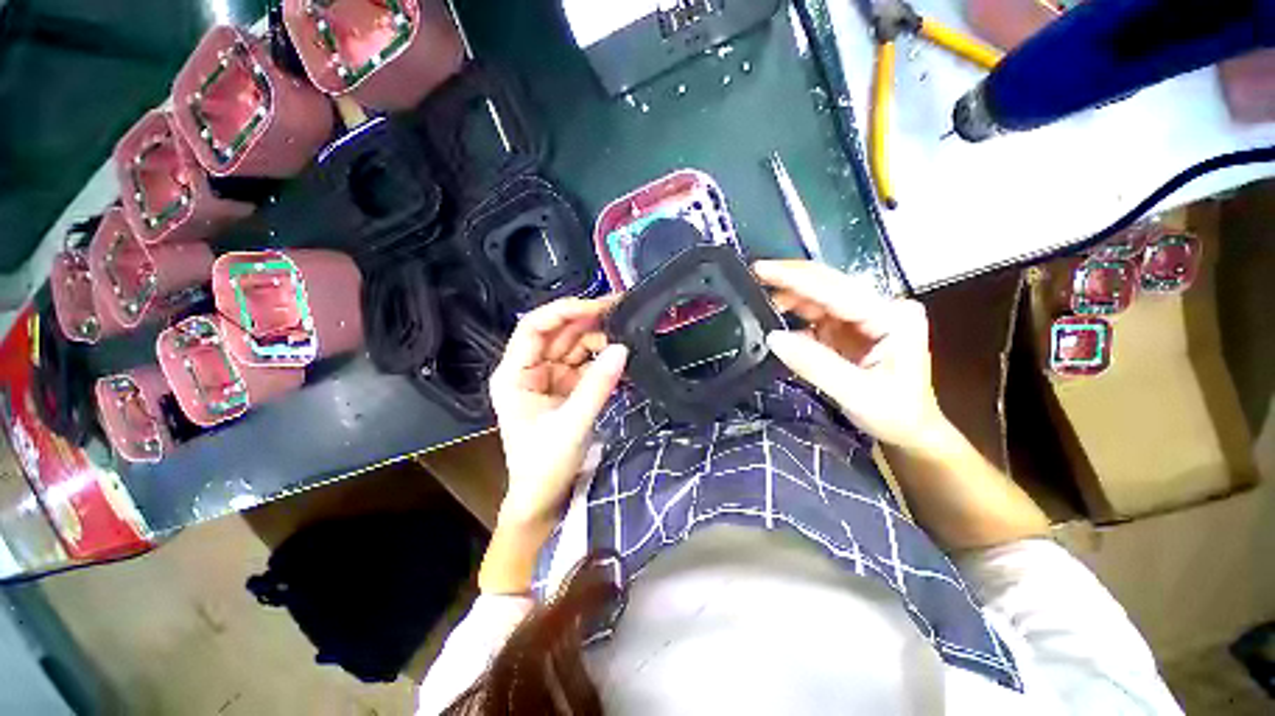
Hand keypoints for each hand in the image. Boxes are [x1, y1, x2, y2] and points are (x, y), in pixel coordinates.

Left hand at [488, 297, 628, 532]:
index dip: (564, 311)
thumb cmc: (545, 465)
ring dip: (600, 339)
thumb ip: (597, 386)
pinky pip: (586, 364)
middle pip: (558, 333)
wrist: (544, 498)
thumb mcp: (572, 425)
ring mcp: (550, 378)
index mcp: (515, 374)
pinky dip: (603, 359)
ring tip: (629, 335)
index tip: (598, 306)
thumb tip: (623, 349)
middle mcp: (530, 369)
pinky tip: (622, 356)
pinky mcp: (567, 388)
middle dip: (588, 320)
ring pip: (575, 346)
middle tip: (623, 310)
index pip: (534, 327)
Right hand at [753, 260, 949, 451]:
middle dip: (790, 281)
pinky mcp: (851, 328)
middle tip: (753, 277)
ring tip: (760, 303)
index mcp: (892, 316)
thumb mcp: (856, 393)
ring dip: (790, 299)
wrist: (910, 429)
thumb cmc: (895, 414)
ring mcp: (866, 317)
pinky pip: (817, 316)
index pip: (836, 290)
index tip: (760, 269)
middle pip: (828, 286)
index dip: (795, 278)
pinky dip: (795, 317)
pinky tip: (777, 319)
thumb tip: (773, 337)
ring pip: (819, 298)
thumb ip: (814, 363)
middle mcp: (881, 307)